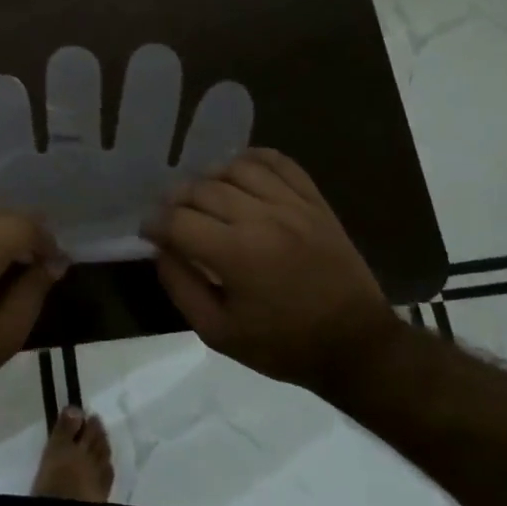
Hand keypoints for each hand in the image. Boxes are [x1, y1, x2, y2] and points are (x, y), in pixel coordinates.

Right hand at [149, 148, 396, 390]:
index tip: (150, 234)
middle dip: (176, 201)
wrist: (356, 345)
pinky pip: (279, 162)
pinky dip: (253, 160)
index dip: (154, 224)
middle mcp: (262, 218)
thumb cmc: (283, 345)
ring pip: (236, 168)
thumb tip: (160, 250)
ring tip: (206, 198)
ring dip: (210, 179)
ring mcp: (292, 205)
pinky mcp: (315, 201)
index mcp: (236, 254)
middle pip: (201, 189)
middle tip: (173, 218)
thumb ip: (181, 287)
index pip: (177, 220)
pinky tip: (241, 174)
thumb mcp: (218, 333)